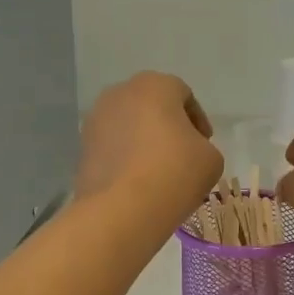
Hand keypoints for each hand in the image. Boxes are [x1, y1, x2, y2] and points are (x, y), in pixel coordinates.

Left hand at [74, 72, 222, 222]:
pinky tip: (137, 182)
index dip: (198, 120)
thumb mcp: (212, 158)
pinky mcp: (82, 148)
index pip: (183, 94)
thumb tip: (187, 152)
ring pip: (129, 125)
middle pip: (152, 106)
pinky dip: (125, 158)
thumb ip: (203, 146)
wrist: (122, 209)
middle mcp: (120, 93)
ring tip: (158, 172)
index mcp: (154, 85)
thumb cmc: (175, 172)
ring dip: (144, 142)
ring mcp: (95, 120)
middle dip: (168, 126)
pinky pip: (112, 146)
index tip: (204, 144)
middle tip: (182, 155)